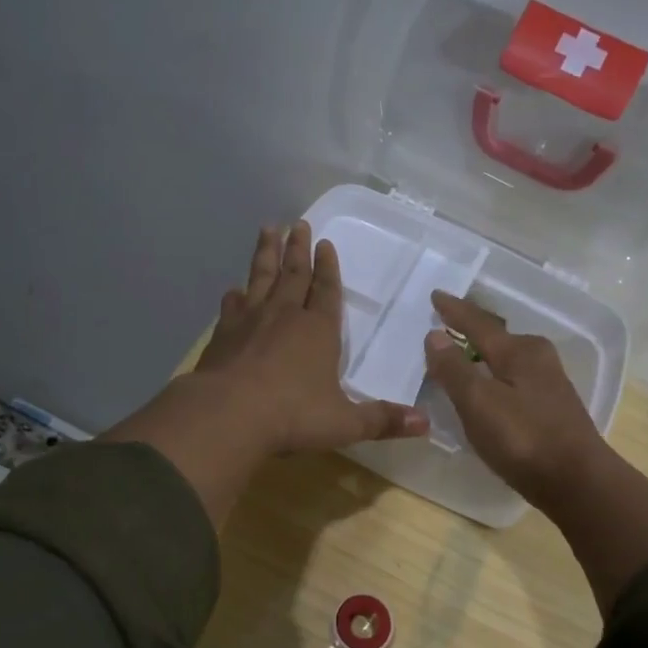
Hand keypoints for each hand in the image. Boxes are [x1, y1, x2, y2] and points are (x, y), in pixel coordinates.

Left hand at [195, 222, 427, 453]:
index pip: (327, 291)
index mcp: (318, 331)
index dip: (328, 268)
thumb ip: (382, 421)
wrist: (228, 415)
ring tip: (268, 230)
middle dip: (298, 249)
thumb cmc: (292, 416)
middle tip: (298, 223)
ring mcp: (250, 321)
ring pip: (261, 278)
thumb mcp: (344, 423)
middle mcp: (285, 316)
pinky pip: (231, 306)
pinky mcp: (223, 334)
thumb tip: (425, 424)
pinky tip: (233, 290)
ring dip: (266, 253)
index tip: (325, 243)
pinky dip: (235, 295)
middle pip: (294, 274)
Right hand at [423, 291, 606, 505]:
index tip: (435, 295)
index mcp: (519, 351)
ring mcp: (549, 383)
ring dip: (484, 353)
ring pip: (508, 357)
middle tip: (447, 320)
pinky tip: (489, 386)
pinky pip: (514, 377)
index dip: (454, 311)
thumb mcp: (479, 403)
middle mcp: (538, 358)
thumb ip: (454, 369)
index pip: (478, 324)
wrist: (578, 483)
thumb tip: (435, 335)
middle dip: (472, 328)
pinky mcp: (552, 407)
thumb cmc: (523, 439)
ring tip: (462, 351)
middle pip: (497, 336)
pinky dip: (495, 374)